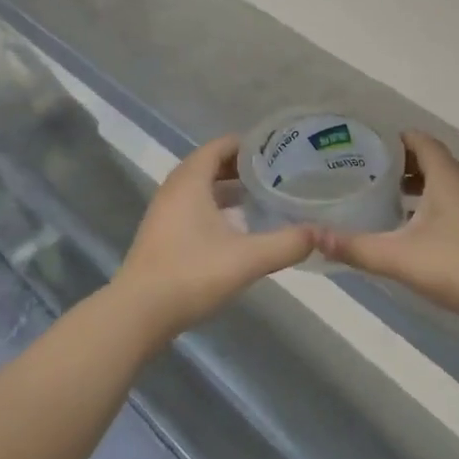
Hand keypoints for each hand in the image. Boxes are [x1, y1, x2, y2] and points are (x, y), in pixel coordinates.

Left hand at [112, 137, 316, 337]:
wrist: (139, 314)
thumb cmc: (191, 274)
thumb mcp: (248, 258)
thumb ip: (287, 243)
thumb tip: (319, 233)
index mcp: (190, 181)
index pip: (220, 146)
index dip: (249, 144)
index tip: (280, 150)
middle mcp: (174, 189)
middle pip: (211, 164)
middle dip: (243, 167)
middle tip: (279, 173)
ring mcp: (165, 213)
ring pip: (202, 188)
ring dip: (230, 188)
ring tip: (264, 197)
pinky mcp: (163, 235)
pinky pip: (194, 207)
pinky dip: (217, 207)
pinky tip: (240, 228)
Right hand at [317, 131, 458, 326]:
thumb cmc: (456, 266)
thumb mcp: (398, 256)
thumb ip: (355, 247)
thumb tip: (312, 237)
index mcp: (445, 177)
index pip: (420, 140)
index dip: (395, 137)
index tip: (365, 143)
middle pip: (430, 160)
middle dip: (399, 162)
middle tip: (364, 170)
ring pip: (440, 184)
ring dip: (414, 185)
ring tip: (381, 196)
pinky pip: (447, 205)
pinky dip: (425, 206)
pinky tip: (406, 229)